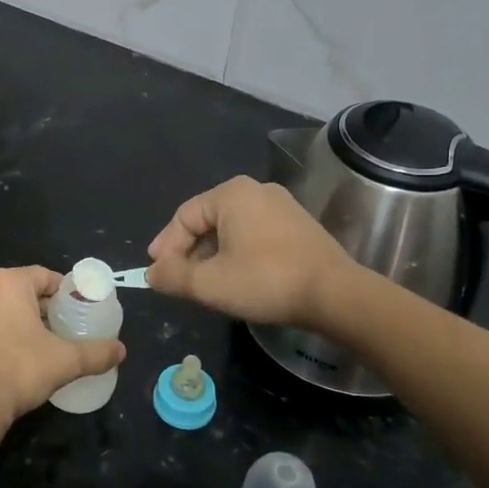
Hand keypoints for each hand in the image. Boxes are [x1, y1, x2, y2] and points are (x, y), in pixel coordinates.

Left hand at [0, 266, 125, 429]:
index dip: (64, 293)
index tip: (76, 312)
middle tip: (60, 331)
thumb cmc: (19, 370)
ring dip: (15, 321)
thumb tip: (122, 351)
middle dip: (40, 308)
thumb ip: (96, 353)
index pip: (44, 277)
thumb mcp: (65, 361)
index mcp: (8, 282)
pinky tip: (6, 357)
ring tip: (35, 346)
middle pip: (20, 291)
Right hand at [146, 176, 361, 328]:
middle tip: (179, 281)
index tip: (157, 274)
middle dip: (189, 253)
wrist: (337, 296)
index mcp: (231, 194)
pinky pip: (254, 236)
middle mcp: (256, 191)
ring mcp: (282, 207)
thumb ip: (173, 276)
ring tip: (206, 285)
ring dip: (213, 257)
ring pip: (231, 231)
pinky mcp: (299, 227)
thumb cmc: (266, 281)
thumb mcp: (210, 284)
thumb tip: (151, 274)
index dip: (165, 247)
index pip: (184, 217)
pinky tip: (238, 280)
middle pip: (207, 222)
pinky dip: (238, 255)